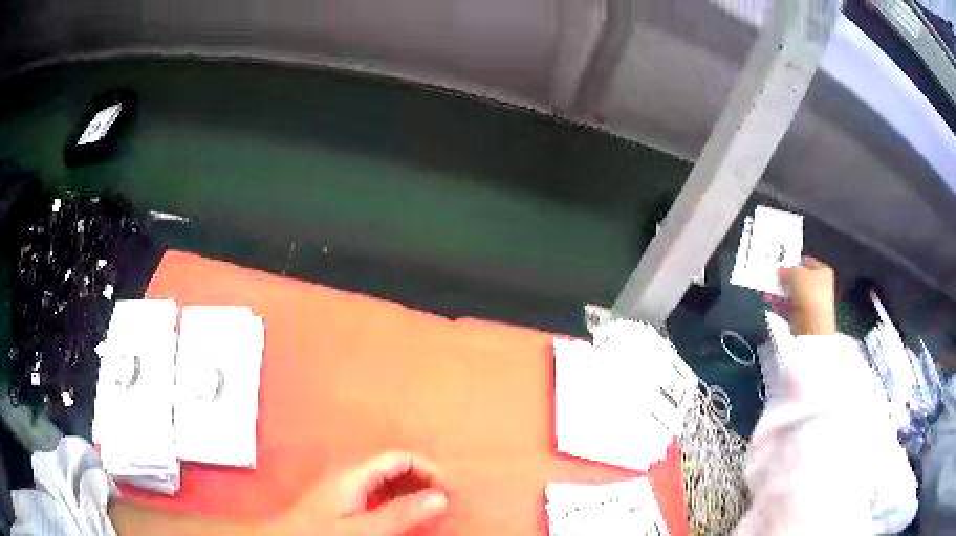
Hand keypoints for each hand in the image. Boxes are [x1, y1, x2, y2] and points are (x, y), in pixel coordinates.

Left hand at [278, 452, 448, 534]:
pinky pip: (377, 493)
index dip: (427, 469)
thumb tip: (441, 496)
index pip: (398, 458)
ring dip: (410, 491)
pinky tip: (402, 514)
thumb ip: (401, 513)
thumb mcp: (366, 529)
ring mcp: (345, 487)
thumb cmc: (323, 533)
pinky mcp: (342, 500)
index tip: (447, 491)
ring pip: (386, 480)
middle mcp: (350, 474)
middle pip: (393, 466)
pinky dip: (396, 500)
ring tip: (428, 509)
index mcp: (354, 474)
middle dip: (421, 479)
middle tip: (442, 501)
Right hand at [778, 257, 836, 335]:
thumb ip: (787, 270)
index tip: (784, 264)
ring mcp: (812, 305)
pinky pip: (789, 310)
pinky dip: (781, 307)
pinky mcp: (803, 319)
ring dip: (781, 294)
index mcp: (824, 272)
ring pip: (793, 296)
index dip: (796, 262)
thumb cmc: (810, 293)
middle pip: (800, 281)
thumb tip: (780, 272)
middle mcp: (820, 287)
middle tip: (775, 279)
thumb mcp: (796, 273)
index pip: (808, 263)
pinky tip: (772, 304)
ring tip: (769, 292)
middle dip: (786, 281)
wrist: (812, 325)